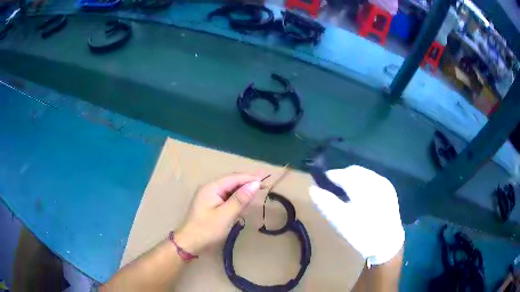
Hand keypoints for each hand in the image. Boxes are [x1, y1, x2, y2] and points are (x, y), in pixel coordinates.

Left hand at [174, 173, 262, 254]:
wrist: (190, 242)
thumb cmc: (207, 229)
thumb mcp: (225, 215)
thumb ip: (240, 199)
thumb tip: (255, 183)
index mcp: (211, 187)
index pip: (234, 178)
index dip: (250, 178)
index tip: (265, 181)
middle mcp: (209, 188)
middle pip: (231, 181)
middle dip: (247, 182)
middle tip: (264, 186)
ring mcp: (209, 195)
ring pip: (229, 189)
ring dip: (242, 190)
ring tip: (256, 192)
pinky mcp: (210, 204)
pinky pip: (226, 196)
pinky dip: (236, 198)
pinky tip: (243, 202)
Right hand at [309, 165, 404, 265]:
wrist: (388, 244)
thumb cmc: (363, 235)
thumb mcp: (341, 222)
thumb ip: (327, 203)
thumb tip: (312, 189)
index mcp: (365, 188)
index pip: (344, 174)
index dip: (331, 176)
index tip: (321, 181)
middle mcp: (376, 181)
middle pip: (354, 171)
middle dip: (342, 176)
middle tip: (332, 188)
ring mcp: (385, 184)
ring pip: (363, 174)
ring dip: (352, 178)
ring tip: (344, 191)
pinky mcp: (389, 189)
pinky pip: (371, 179)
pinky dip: (362, 182)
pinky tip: (359, 194)